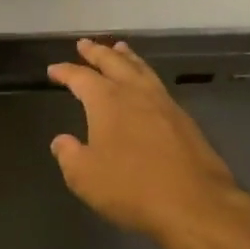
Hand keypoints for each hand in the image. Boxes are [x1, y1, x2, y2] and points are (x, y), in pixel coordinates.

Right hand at [47, 39, 249, 248]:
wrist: (195, 204)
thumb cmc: (132, 188)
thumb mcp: (85, 177)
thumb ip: (69, 155)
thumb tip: (61, 141)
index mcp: (106, 100)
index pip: (80, 77)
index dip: (65, 72)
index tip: (54, 70)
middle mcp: (134, 92)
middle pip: (113, 62)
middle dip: (97, 52)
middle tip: (85, 44)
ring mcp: (163, 103)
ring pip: (140, 68)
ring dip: (126, 57)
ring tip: (119, 48)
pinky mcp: (184, 119)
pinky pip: (157, 84)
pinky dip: (145, 74)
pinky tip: (146, 83)